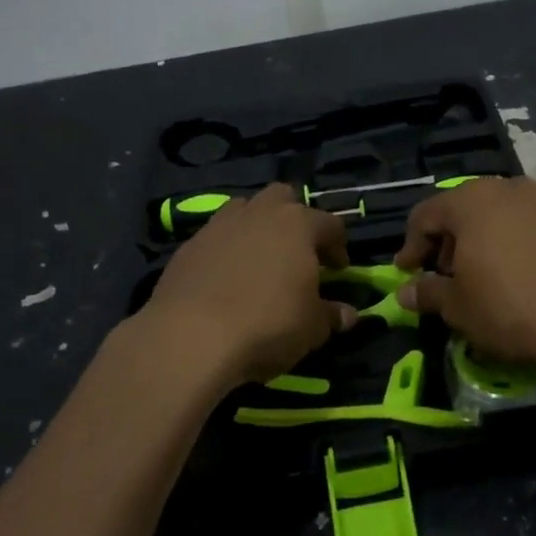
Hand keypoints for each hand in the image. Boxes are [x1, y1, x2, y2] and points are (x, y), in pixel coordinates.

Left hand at [142, 184, 357, 385]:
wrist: (191, 337)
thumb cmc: (268, 324)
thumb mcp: (312, 327)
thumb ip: (331, 315)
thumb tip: (347, 314)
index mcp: (298, 224)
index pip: (330, 224)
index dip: (338, 246)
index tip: (338, 270)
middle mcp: (259, 213)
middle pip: (283, 198)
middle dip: (294, 218)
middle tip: (298, 251)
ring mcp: (219, 225)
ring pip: (244, 210)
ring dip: (257, 227)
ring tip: (260, 260)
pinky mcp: (188, 246)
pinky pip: (215, 237)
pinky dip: (226, 250)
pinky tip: (226, 279)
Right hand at [391, 177, 535, 367]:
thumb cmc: (509, 309)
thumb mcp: (458, 308)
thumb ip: (428, 293)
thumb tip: (405, 293)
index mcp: (471, 202)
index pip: (427, 214)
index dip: (412, 244)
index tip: (407, 272)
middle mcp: (511, 187)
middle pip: (470, 207)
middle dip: (454, 238)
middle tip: (450, 272)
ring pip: (511, 212)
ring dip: (495, 235)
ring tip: (496, 270)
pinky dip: (534, 241)